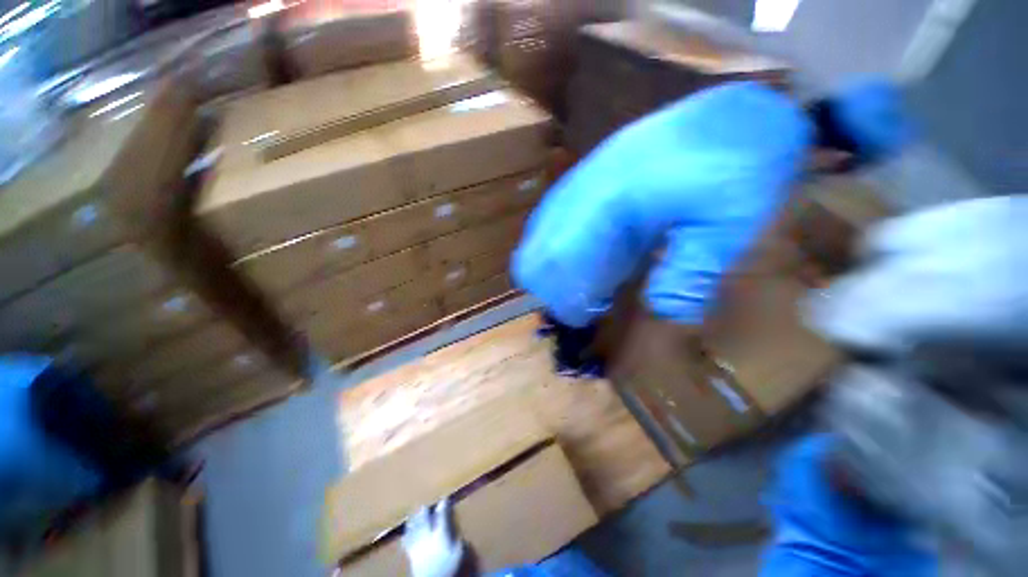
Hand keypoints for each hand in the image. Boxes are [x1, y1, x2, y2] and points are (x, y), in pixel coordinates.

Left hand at [402, 498, 464, 576]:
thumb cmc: (446, 568)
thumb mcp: (458, 555)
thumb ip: (459, 542)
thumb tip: (459, 535)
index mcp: (440, 534)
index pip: (442, 516)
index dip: (443, 507)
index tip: (444, 498)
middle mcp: (427, 535)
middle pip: (425, 520)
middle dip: (424, 511)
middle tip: (424, 504)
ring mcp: (418, 544)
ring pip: (415, 528)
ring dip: (414, 520)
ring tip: (413, 513)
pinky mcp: (411, 554)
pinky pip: (407, 542)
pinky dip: (406, 535)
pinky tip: (405, 532)